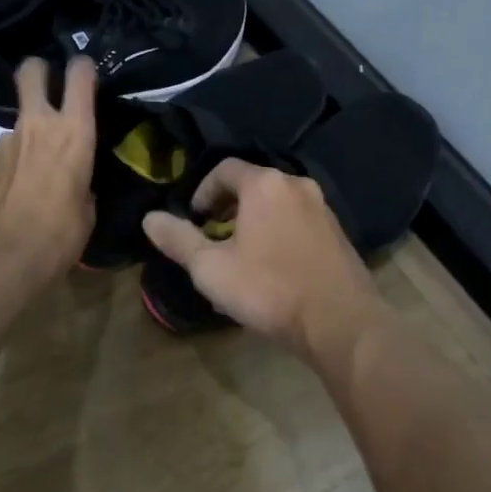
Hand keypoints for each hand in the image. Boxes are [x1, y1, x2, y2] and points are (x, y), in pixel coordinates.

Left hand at [0, 57, 97, 281]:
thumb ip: (82, 183)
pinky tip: (16, 189)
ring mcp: (7, 140)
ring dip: (28, 132)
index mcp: (74, 131)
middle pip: (31, 71)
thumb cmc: (61, 234)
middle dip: (38, 70)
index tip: (86, 72)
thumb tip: (76, 183)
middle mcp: (39, 124)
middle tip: (46, 82)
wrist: (4, 255)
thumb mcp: (87, 209)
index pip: (80, 75)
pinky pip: (6, 151)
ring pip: (19, 119)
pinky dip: (13, 162)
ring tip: (36, 165)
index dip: (82, 67)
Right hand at [141, 159, 391, 364]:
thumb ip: (178, 240)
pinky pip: (297, 222)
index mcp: (264, 185)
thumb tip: (149, 219)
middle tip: (212, 239)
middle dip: (226, 208)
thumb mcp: (211, 268)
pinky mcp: (338, 233)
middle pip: (252, 185)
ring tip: (239, 256)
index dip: (202, 191)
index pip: (224, 169)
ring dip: (253, 222)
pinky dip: (277, 233)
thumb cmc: (269, 289)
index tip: (193, 220)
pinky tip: (272, 268)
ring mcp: (322, 208)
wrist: (341, 322)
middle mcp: (296, 185)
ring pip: (276, 204)